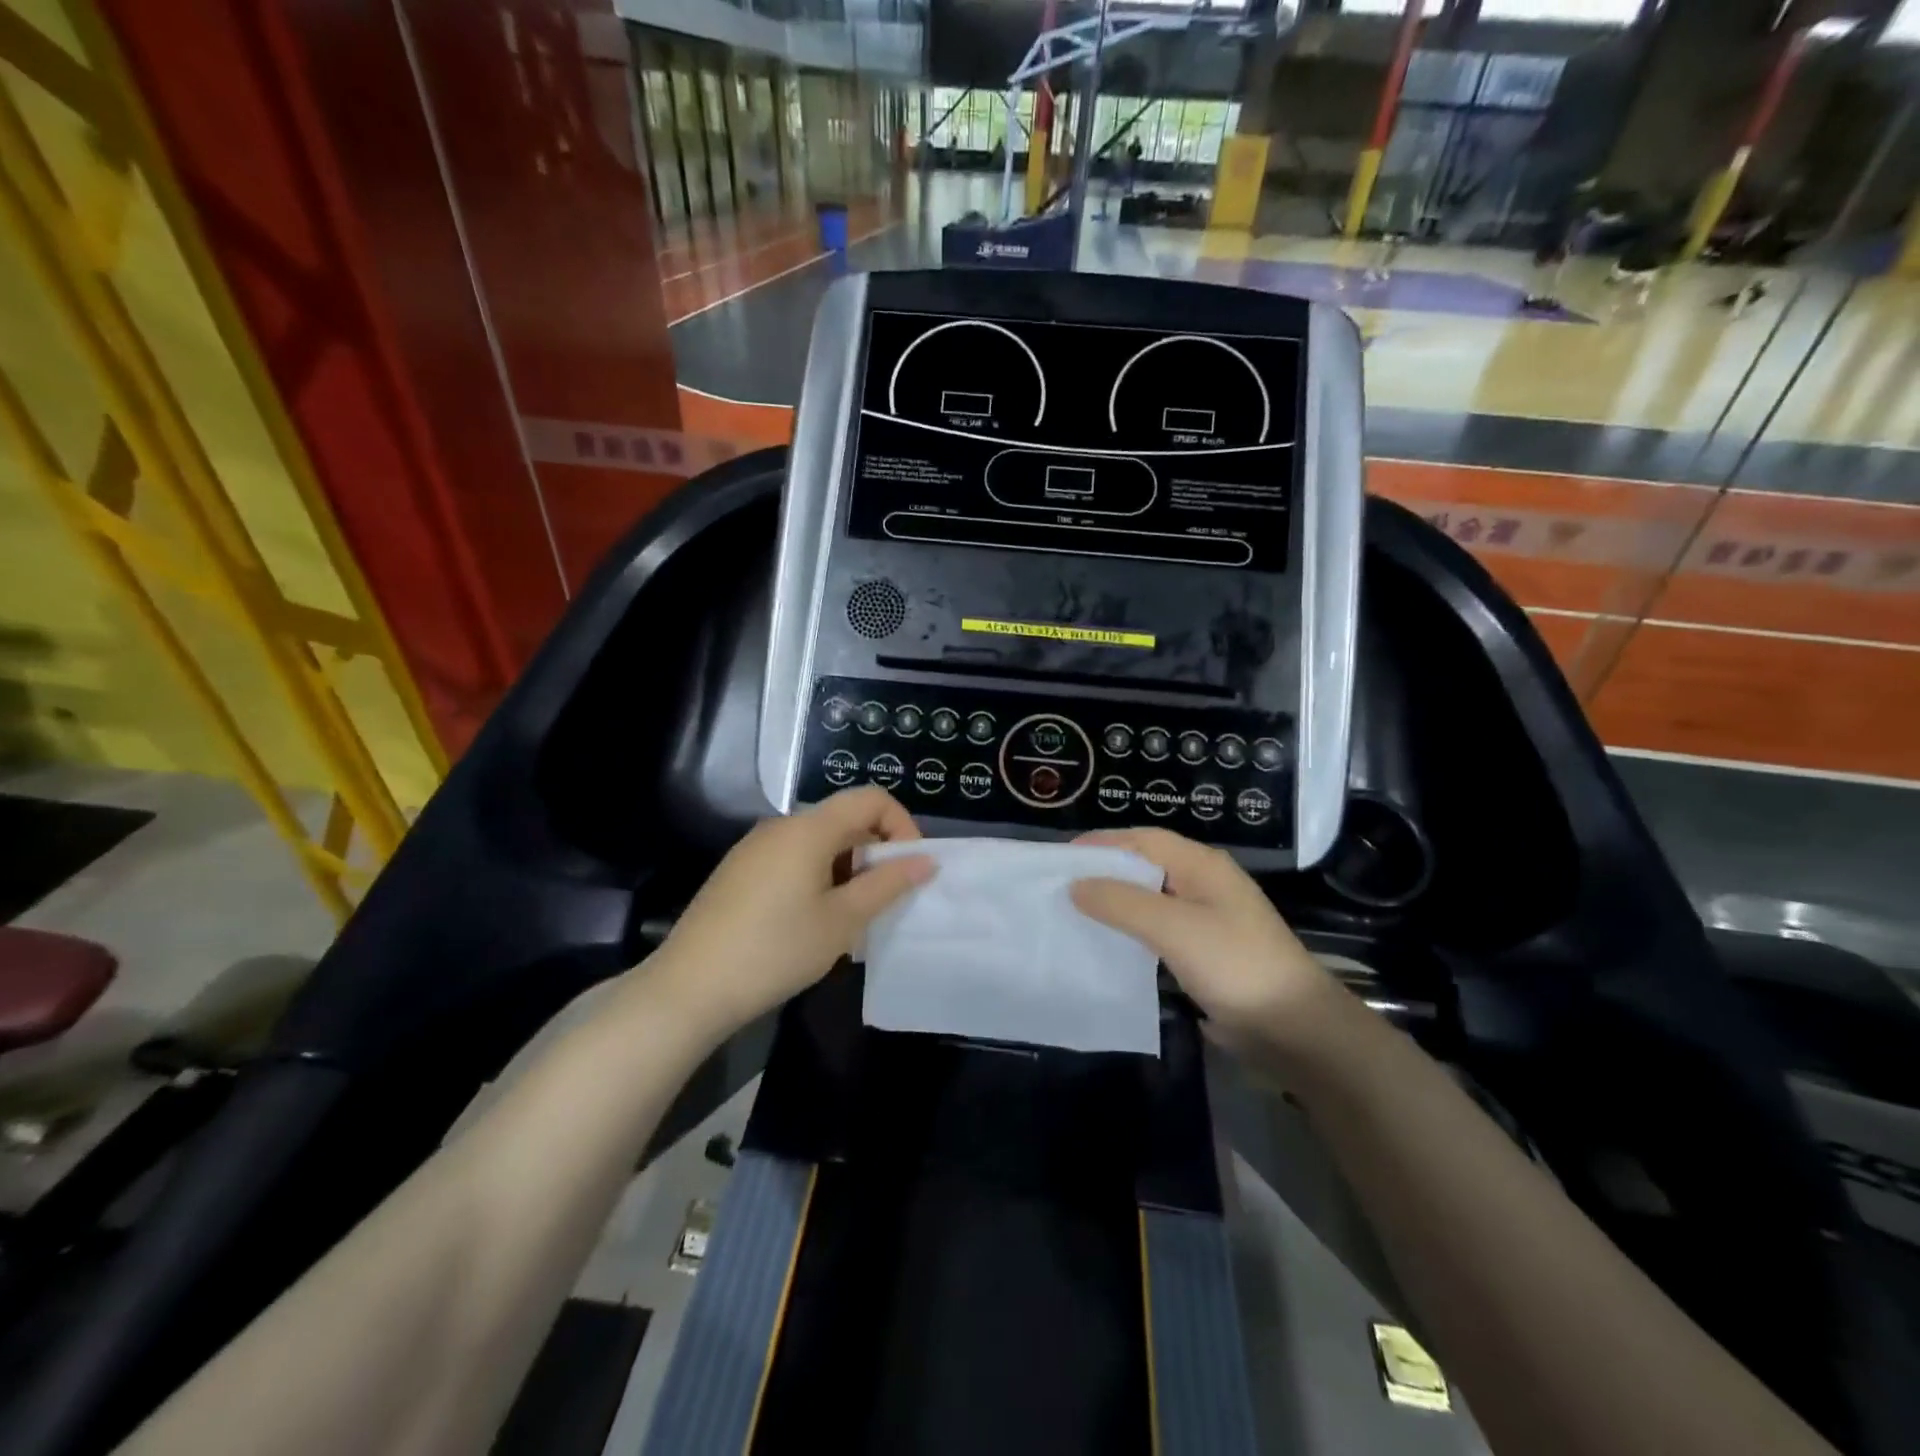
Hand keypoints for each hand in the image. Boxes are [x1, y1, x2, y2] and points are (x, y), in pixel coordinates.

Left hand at [648, 788, 931, 1035]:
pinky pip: (793, 859)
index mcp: (809, 829)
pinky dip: (818, 877)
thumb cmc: (775, 950)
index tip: (909, 869)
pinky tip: (812, 923)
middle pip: (844, 820)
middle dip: (875, 853)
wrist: (689, 989)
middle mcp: (781, 826)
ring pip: (819, 843)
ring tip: (850, 919)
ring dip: (848, 870)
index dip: (901, 826)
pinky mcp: (739, 871)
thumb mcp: (842, 921)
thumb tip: (925, 861)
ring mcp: (755, 848)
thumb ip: (887, 884)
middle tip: (883, 902)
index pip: (871, 799)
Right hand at [1071, 828, 1340, 1056]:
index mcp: (1202, 865)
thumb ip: (1121, 902)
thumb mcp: (1173, 927)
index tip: (1061, 858)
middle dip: (1105, 871)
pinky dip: (1130, 931)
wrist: (1294, 1028)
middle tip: (1060, 885)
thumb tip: (1074, 885)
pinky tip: (1107, 944)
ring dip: (1115, 902)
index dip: (1102, 843)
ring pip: (1150, 899)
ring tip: (1074, 912)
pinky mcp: (1205, 952)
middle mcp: (1204, 884)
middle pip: (1146, 866)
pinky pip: (1158, 930)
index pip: (1143, 839)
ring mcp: (1207, 919)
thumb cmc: (1234, 964)